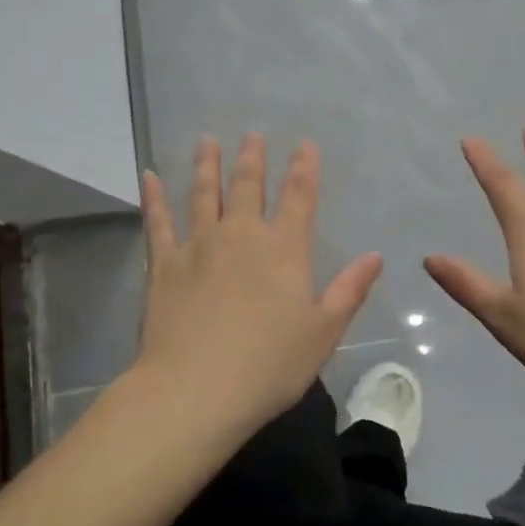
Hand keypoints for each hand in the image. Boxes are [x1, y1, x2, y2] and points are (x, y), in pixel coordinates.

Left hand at [134, 133, 382, 437]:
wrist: (196, 390)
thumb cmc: (269, 365)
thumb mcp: (323, 332)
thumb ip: (349, 290)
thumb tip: (375, 257)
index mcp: (284, 249)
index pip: (300, 197)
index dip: (305, 168)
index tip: (306, 144)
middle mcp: (242, 235)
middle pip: (249, 185)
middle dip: (253, 158)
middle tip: (252, 135)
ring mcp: (199, 245)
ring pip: (204, 194)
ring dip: (207, 165)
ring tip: (208, 140)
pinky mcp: (164, 264)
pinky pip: (158, 222)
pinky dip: (154, 197)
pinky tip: (149, 176)